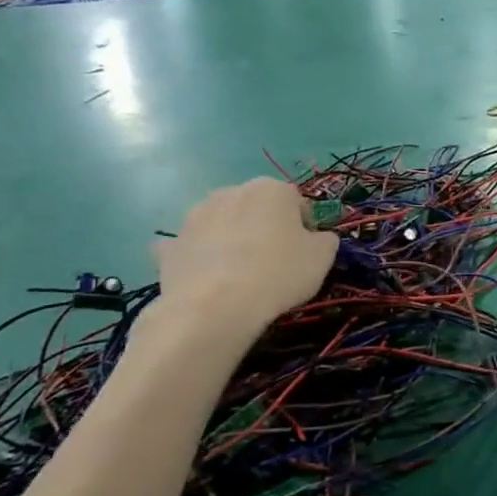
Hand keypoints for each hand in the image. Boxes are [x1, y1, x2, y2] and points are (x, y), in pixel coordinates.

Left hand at [154, 179, 337, 342]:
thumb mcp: (323, 257)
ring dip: (233, 241)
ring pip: (223, 226)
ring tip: (242, 276)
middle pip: (257, 209)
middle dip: (265, 229)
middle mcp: (231, 192)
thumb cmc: (278, 273)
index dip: (304, 228)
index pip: (296, 202)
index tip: (306, 253)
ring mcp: (195, 217)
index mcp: (271, 189)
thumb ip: (325, 239)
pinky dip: (202, 259)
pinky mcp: (171, 245)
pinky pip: (194, 249)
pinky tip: (210, 281)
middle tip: (275, 263)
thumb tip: (317, 238)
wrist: (214, 307)